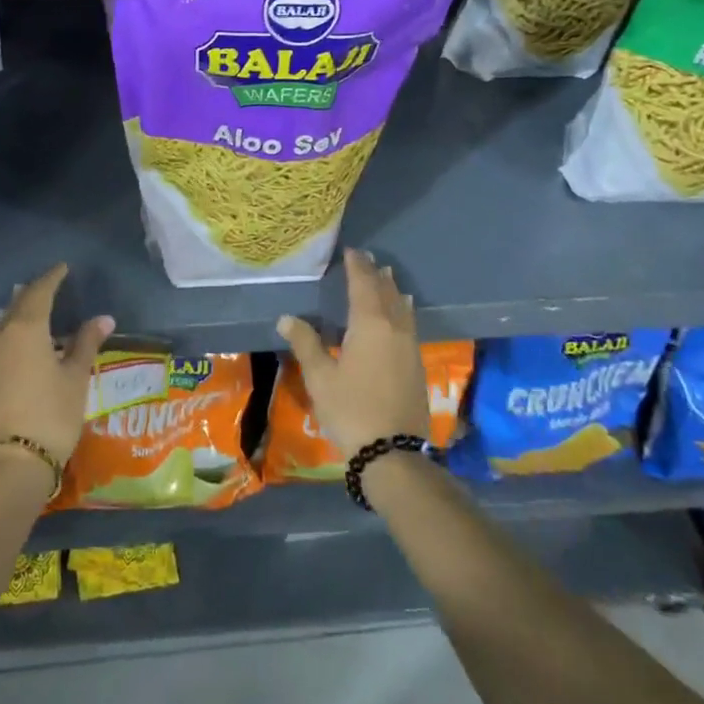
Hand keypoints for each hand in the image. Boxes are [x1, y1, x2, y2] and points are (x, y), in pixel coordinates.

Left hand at [0, 264, 113, 467]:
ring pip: (4, 325)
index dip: (52, 278)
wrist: (11, 462)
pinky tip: (23, 347)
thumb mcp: (75, 378)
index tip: (63, 268)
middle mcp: (0, 336)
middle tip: (50, 286)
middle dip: (34, 294)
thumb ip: (86, 344)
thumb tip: (103, 319)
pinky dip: (12, 337)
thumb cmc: (52, 415)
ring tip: (37, 314)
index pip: (40, 292)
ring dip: (20, 316)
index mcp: (25, 329)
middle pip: (17, 305)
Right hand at [278, 248, 427, 458]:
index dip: (357, 267)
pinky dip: (402, 311)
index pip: (364, 285)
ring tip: (388, 278)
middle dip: (376, 275)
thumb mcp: (320, 376)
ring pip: (402, 309)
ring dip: (392, 291)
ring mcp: (410, 347)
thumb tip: (286, 318)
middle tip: (368, 259)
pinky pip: (409, 324)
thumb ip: (306, 343)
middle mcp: (395, 329)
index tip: (352, 251)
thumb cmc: (351, 409)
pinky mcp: (417, 366)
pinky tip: (402, 315)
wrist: (393, 452)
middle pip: (387, 293)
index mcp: (370, 325)